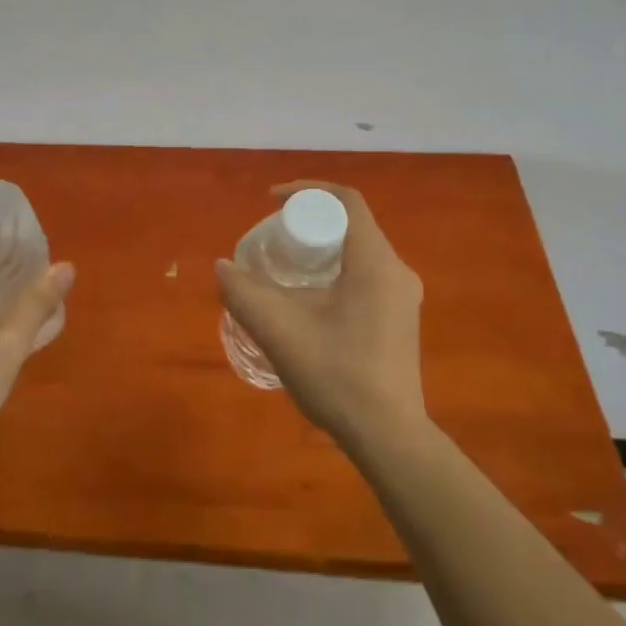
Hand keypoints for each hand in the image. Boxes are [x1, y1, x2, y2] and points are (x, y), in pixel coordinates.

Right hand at [215, 181, 428, 450]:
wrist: (387, 436)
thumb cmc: (336, 374)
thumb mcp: (279, 330)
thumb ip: (244, 293)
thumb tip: (223, 266)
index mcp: (374, 262)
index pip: (345, 201)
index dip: (306, 190)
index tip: (271, 201)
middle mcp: (396, 272)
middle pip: (351, 227)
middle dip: (309, 224)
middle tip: (273, 241)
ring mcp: (403, 299)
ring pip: (358, 255)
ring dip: (321, 253)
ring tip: (284, 272)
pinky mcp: (400, 322)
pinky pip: (365, 279)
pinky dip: (334, 275)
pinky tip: (309, 306)